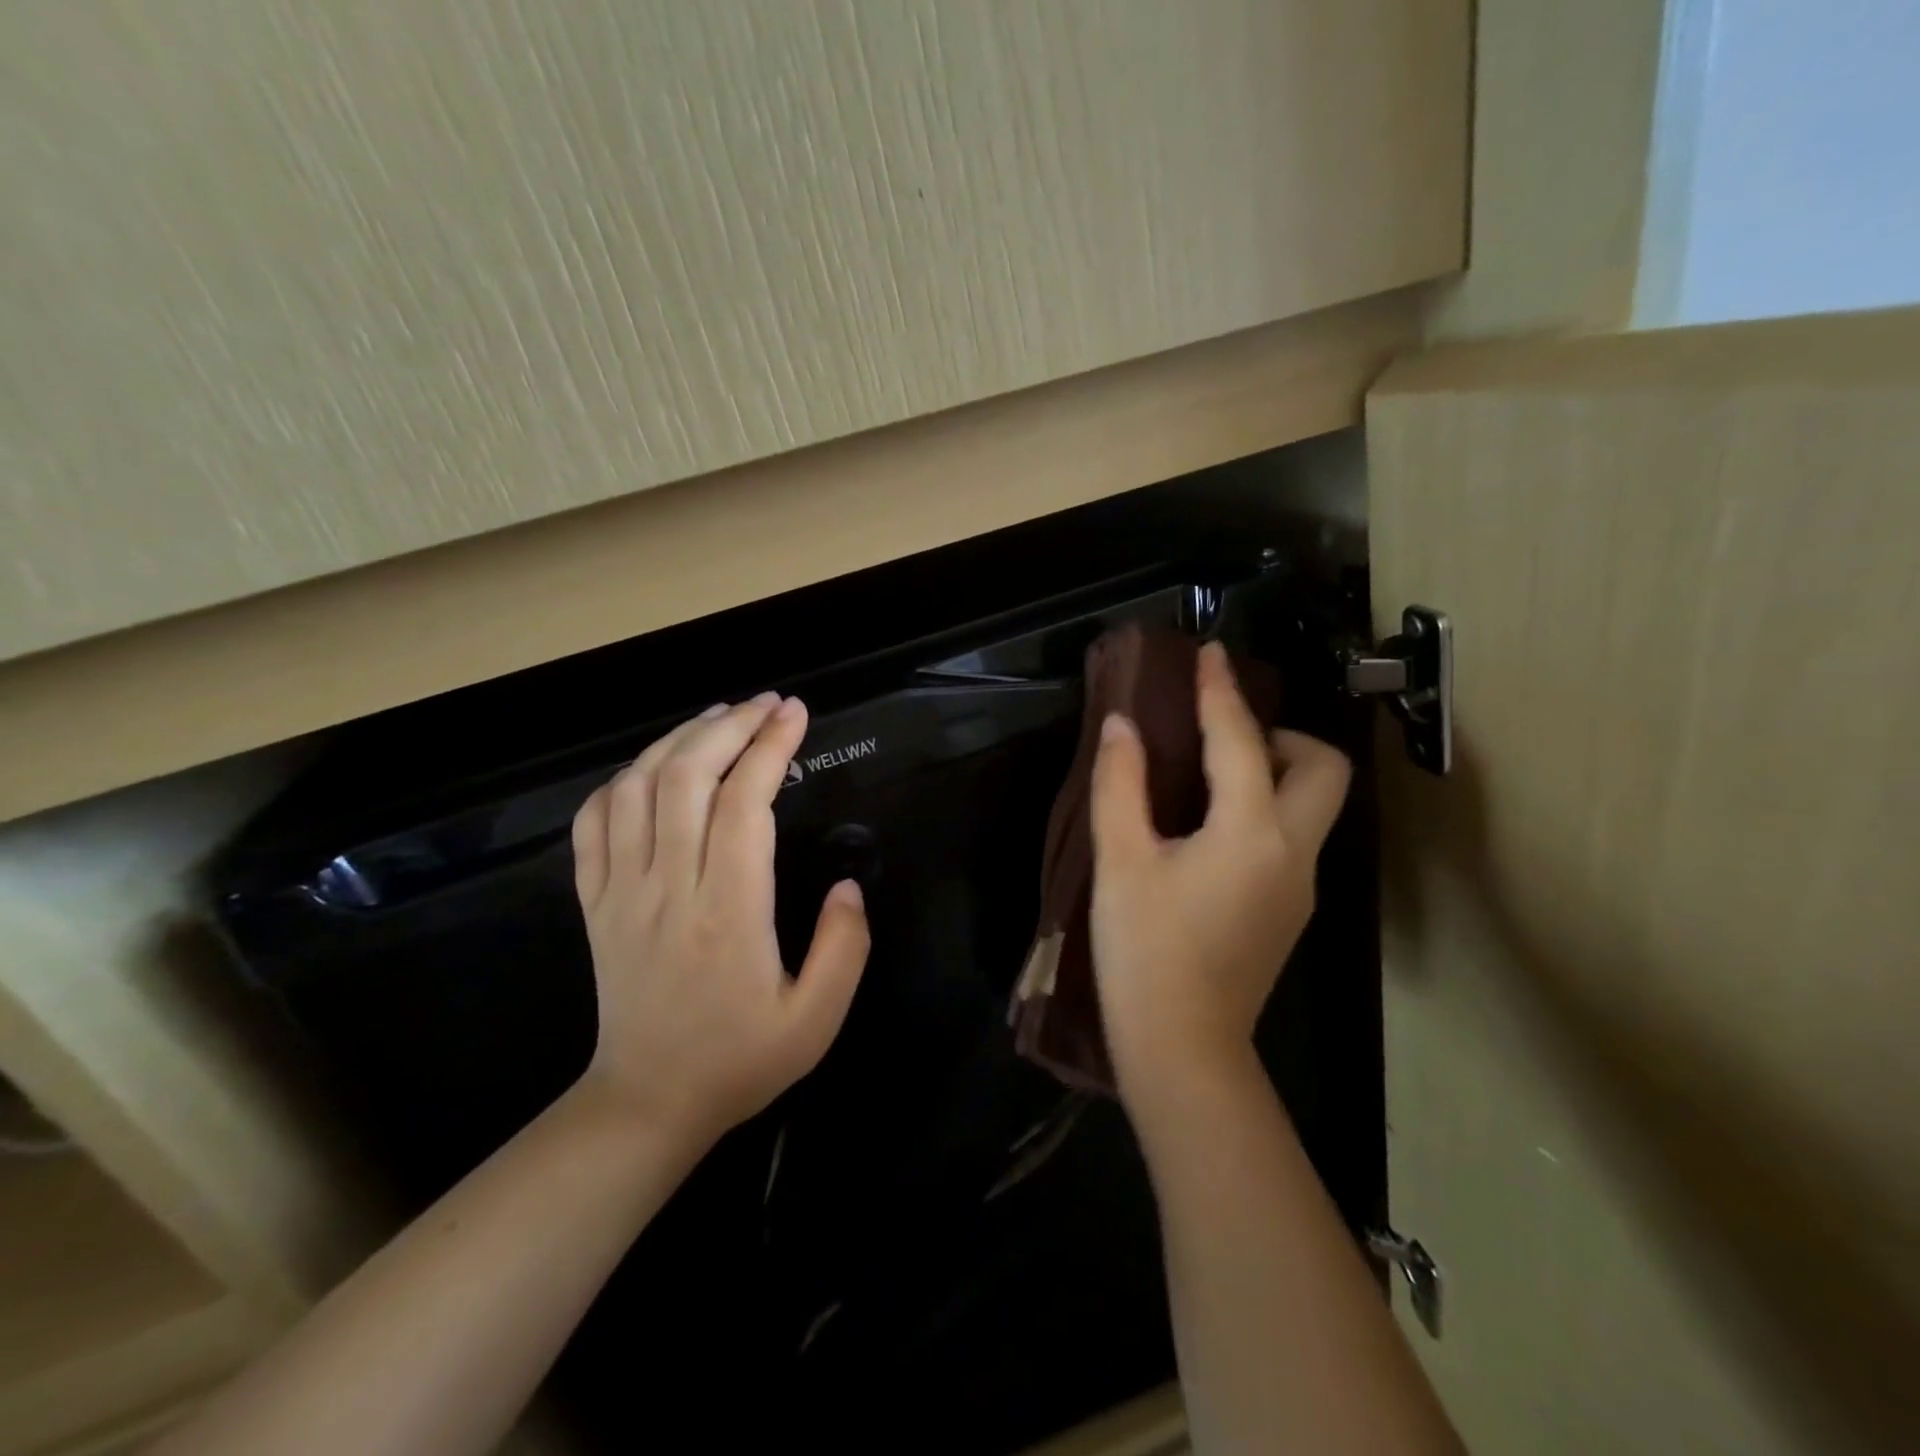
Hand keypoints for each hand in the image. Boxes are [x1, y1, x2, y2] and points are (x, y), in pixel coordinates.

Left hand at [569, 693, 869, 1146]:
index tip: (795, 714)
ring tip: (718, 719)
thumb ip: (845, 947)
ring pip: (635, 788)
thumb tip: (848, 885)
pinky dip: (621, 780)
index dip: (771, 747)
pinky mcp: (595, 903)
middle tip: (766, 704)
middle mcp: (669, 889)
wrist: (648, 1102)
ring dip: (677, 740)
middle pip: (686, 778)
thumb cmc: (740, 1059)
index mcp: (728, 913)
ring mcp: (621, 893)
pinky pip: (593, 823)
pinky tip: (653, 768)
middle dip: (729, 726)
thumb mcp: (818, 1020)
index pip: (744, 803)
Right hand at [1088, 642, 1351, 1108]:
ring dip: (1274, 772)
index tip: (1211, 654)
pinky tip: (1210, 830)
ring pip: (1312, 804)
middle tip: (1221, 739)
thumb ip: (1120, 784)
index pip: (1241, 740)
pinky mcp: (1289, 910)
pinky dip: (1265, 810)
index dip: (1221, 691)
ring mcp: (1300, 885)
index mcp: (1251, 831)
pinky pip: (1292, 836)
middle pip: (1322, 767)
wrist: (1183, 1049)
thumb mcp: (1121, 861)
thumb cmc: (1145, 951)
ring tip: (1209, 778)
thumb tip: (1122, 725)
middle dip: (1280, 736)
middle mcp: (1293, 851)